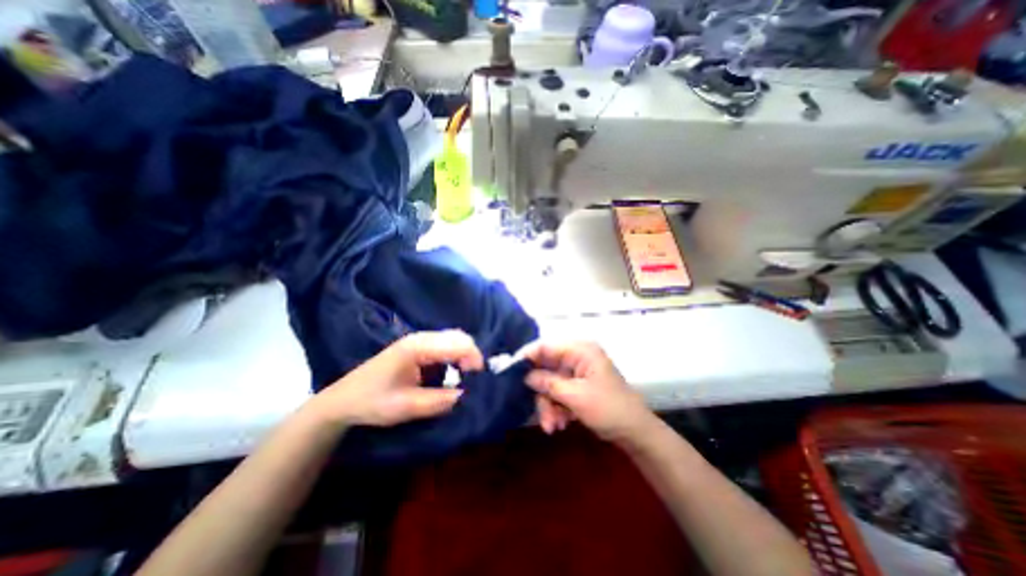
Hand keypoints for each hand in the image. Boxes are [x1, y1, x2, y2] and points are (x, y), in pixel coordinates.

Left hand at [306, 332, 483, 428]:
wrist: (342, 400)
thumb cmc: (371, 402)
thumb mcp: (406, 406)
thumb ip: (439, 400)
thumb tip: (467, 395)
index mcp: (418, 347)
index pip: (458, 343)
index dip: (474, 358)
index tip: (478, 380)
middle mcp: (421, 338)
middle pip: (458, 337)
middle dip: (471, 356)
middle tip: (473, 380)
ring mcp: (419, 341)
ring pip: (453, 340)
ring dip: (464, 356)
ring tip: (465, 377)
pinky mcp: (418, 348)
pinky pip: (445, 346)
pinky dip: (455, 357)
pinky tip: (452, 373)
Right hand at [525, 342, 652, 446]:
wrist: (635, 432)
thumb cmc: (608, 408)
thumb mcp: (575, 396)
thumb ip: (548, 383)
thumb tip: (525, 376)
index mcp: (580, 350)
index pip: (546, 346)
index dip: (527, 356)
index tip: (510, 371)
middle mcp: (577, 357)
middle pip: (546, 369)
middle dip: (542, 394)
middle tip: (541, 415)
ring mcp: (577, 372)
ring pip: (551, 384)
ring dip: (548, 405)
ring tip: (552, 426)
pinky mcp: (578, 386)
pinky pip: (559, 393)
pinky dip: (556, 408)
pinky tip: (560, 424)